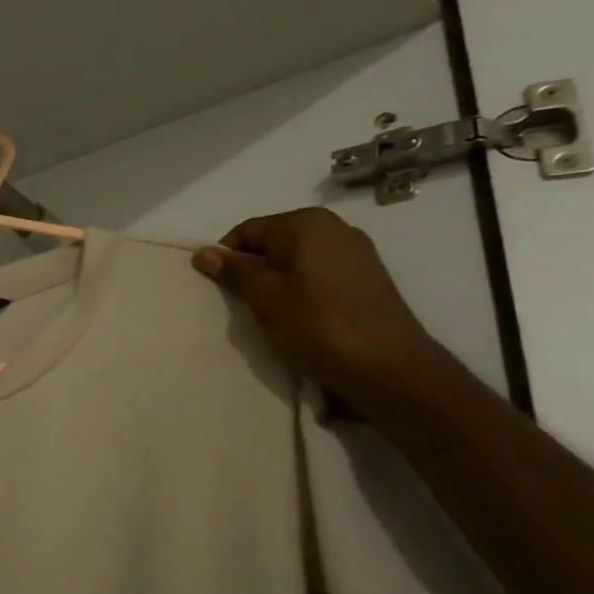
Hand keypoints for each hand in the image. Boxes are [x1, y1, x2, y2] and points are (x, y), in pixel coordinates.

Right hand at [190, 208, 447, 408]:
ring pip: (296, 261)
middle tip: (244, 305)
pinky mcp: (368, 280)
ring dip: (277, 284)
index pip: (248, 231)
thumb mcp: (265, 298)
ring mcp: (357, 253)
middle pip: (274, 243)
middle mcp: (334, 228)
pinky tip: (301, 319)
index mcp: (306, 224)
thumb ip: (234, 271)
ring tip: (272, 315)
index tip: (219, 290)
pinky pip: (319, 277)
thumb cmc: (318, 326)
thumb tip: (204, 252)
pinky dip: (302, 292)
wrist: (389, 369)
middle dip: (253, 271)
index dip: (226, 258)